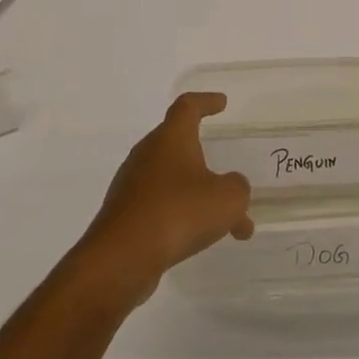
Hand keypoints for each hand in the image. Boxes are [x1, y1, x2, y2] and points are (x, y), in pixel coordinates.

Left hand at [73, 92, 252, 308]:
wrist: (121, 257)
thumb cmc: (178, 212)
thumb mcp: (227, 199)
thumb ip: (237, 188)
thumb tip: (231, 186)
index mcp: (171, 138)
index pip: (188, 106)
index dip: (206, 101)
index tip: (221, 103)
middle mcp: (147, 154)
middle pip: (179, 145)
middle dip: (206, 160)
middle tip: (229, 177)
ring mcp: (132, 184)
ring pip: (173, 181)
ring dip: (199, 197)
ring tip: (229, 224)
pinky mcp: (124, 214)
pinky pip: (160, 206)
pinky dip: (182, 216)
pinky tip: (200, 240)